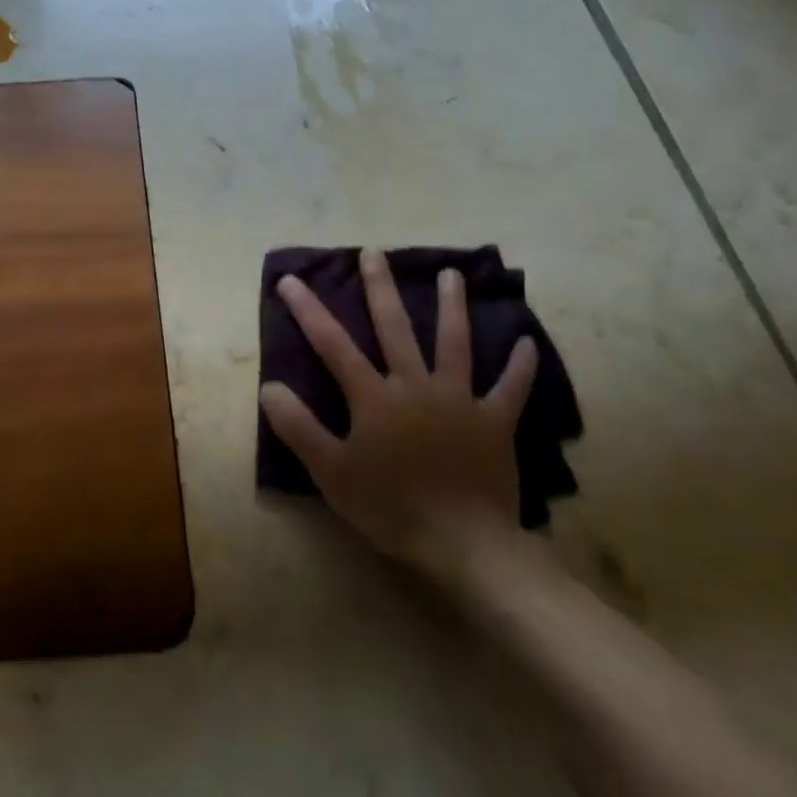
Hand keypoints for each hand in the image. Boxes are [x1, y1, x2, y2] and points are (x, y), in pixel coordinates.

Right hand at [259, 249, 536, 566]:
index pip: (333, 345)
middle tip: (373, 252)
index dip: (309, 310)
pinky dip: (519, 366)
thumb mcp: (332, 473)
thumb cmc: (391, 507)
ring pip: (454, 342)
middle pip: (395, 327)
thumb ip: (299, 427)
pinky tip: (527, 342)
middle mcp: (416, 385)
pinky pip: (510, 388)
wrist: (464, 544)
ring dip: (452, 306)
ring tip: (452, 274)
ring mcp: (460, 399)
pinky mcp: (495, 421)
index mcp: (374, 397)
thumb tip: (270, 386)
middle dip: (380, 288)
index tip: (290, 280)